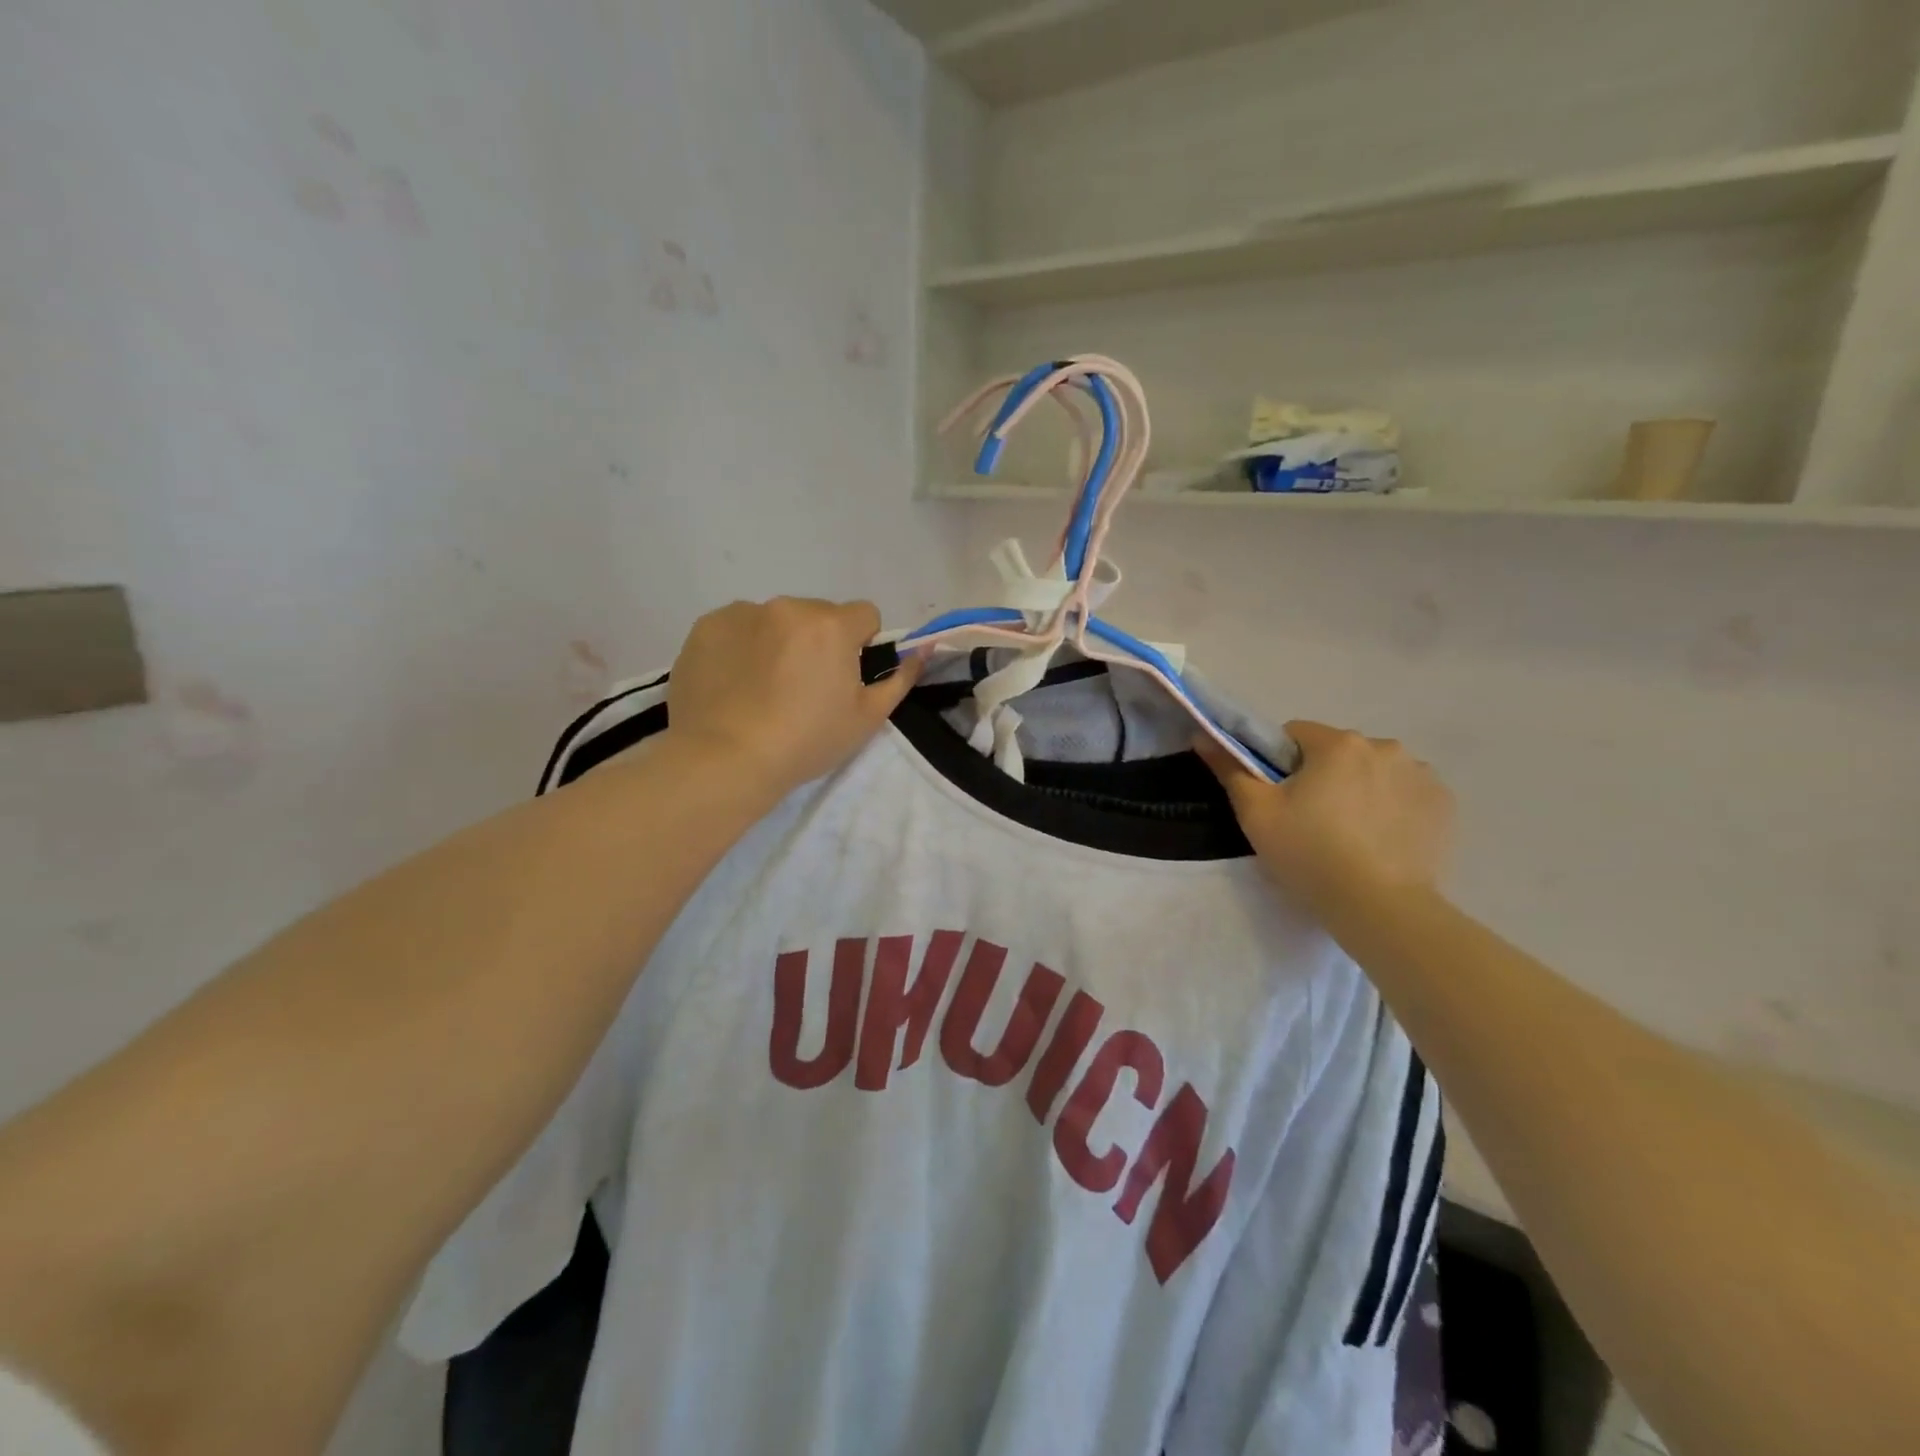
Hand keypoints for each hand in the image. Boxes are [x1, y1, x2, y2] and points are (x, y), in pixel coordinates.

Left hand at [665, 597, 920, 796]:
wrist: (725, 759)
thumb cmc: (806, 741)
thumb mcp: (867, 718)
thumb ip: (900, 678)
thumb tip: (922, 649)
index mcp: (832, 625)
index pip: (865, 614)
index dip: (861, 645)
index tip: (845, 678)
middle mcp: (788, 607)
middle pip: (818, 615)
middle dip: (818, 641)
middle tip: (803, 689)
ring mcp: (742, 613)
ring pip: (776, 620)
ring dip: (778, 641)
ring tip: (762, 689)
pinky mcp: (706, 627)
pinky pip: (737, 628)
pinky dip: (741, 647)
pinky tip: (734, 684)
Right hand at [1198, 721, 1453, 914]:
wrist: (1381, 908)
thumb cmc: (1310, 854)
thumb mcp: (1256, 813)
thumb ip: (1230, 769)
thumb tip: (1203, 736)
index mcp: (1338, 743)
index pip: (1296, 734)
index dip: (1279, 764)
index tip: (1280, 799)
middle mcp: (1385, 746)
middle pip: (1338, 752)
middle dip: (1322, 776)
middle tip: (1310, 822)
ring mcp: (1421, 775)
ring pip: (1373, 771)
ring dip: (1359, 789)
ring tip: (1349, 835)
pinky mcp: (1445, 805)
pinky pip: (1406, 794)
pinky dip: (1391, 808)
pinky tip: (1380, 841)